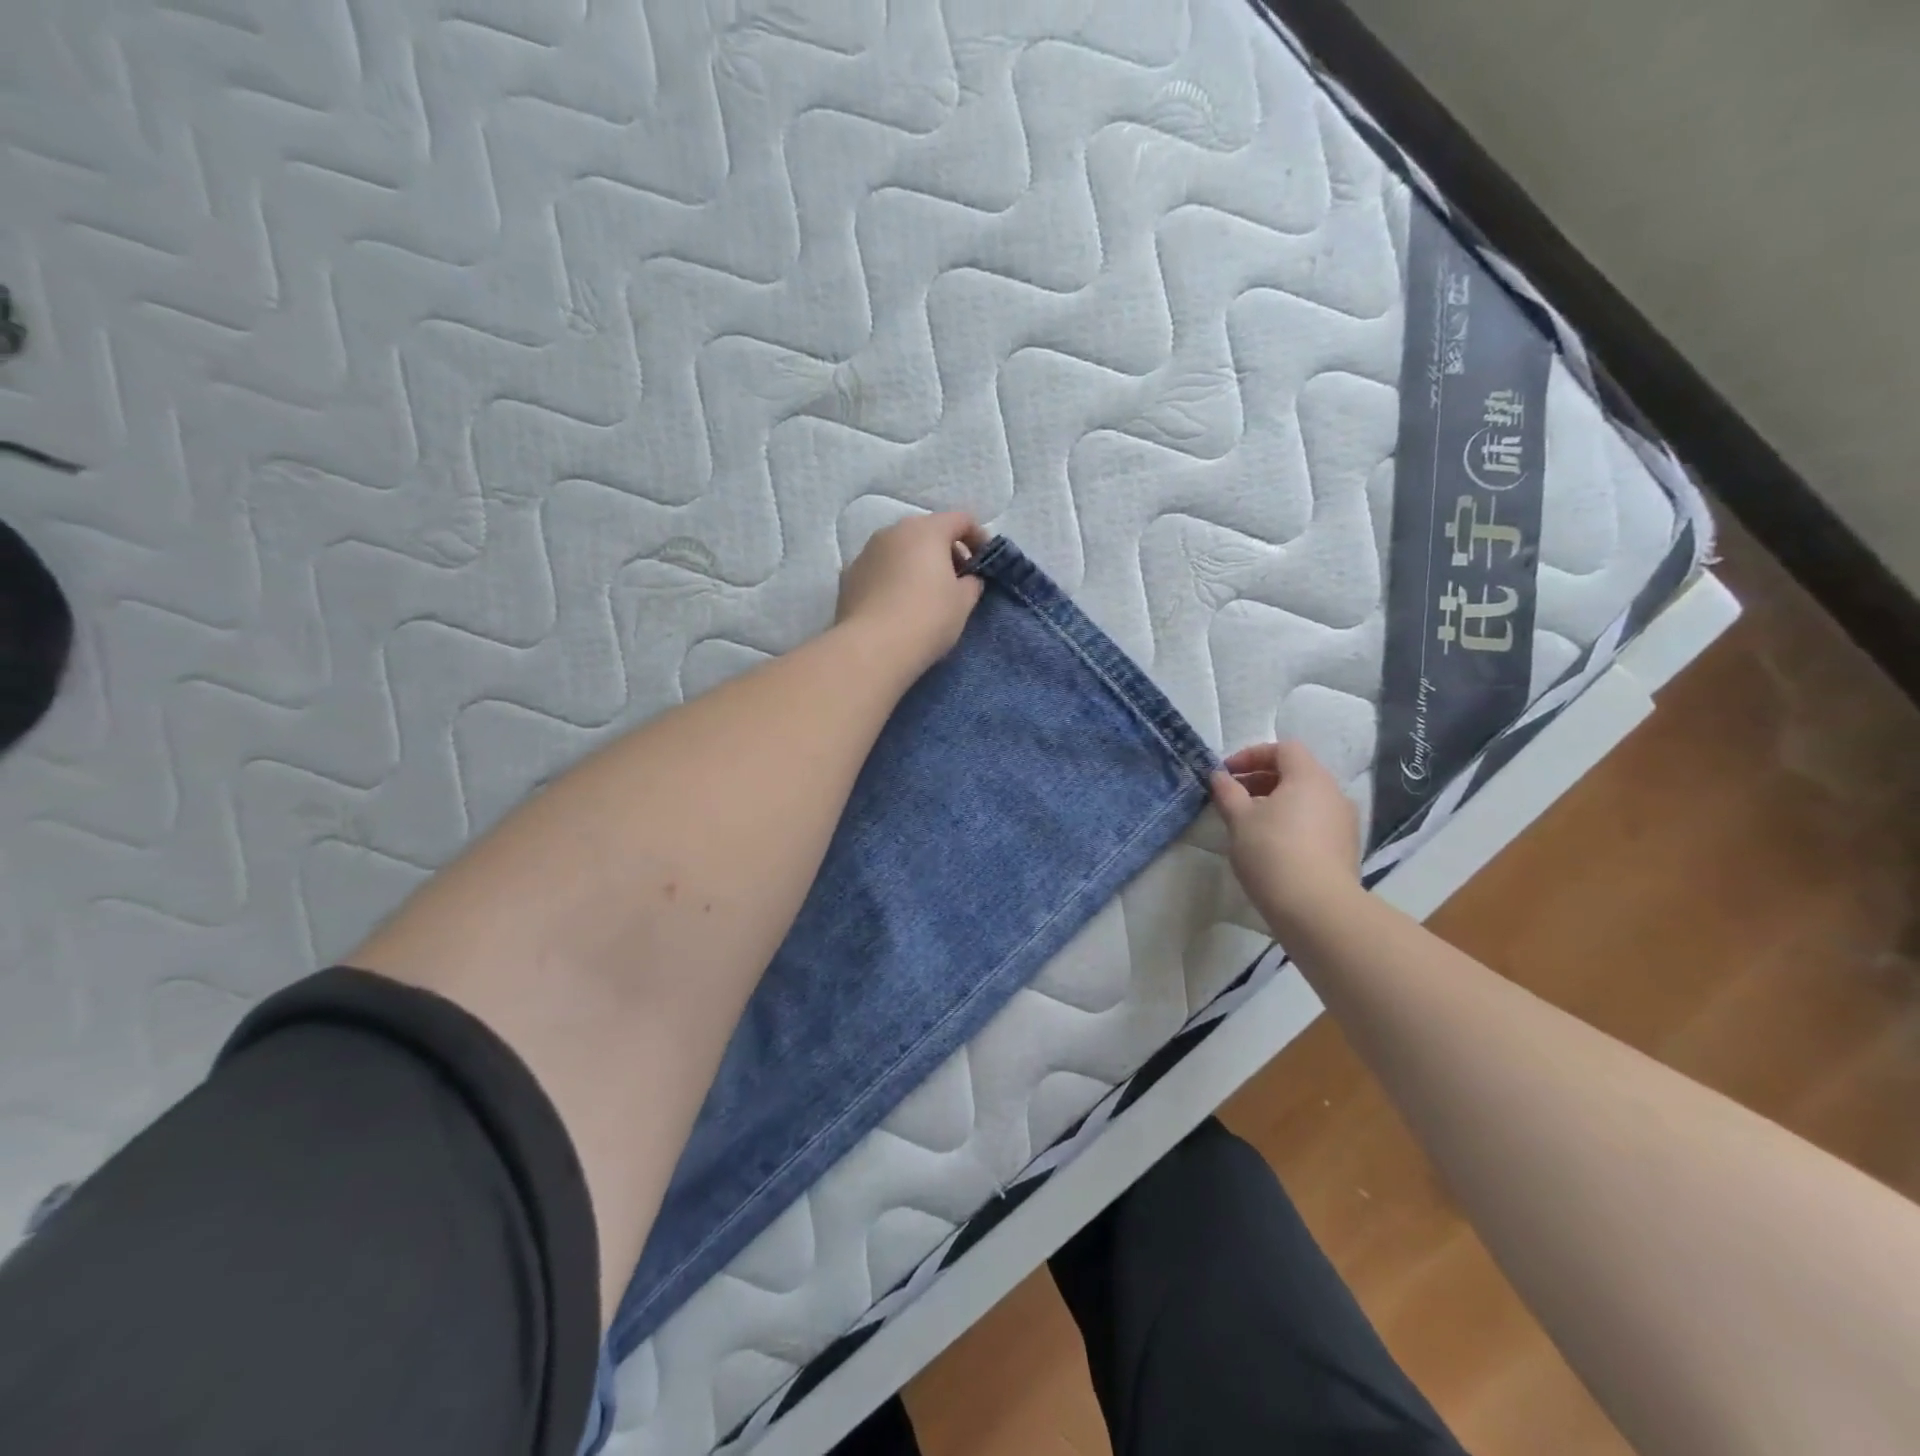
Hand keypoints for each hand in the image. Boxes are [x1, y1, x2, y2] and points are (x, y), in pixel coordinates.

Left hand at [836, 512, 987, 676]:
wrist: (872, 648)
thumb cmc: (927, 619)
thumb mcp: (963, 603)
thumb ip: (972, 582)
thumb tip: (967, 578)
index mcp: (926, 531)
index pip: (961, 520)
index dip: (978, 537)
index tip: (984, 563)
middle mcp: (893, 532)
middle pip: (927, 531)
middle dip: (946, 550)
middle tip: (956, 580)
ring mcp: (866, 552)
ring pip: (899, 548)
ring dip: (916, 563)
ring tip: (924, 594)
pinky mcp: (848, 576)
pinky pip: (879, 568)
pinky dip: (892, 577)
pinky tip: (896, 605)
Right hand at [1210, 741, 1363, 939]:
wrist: (1317, 908)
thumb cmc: (1272, 852)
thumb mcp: (1239, 819)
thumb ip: (1227, 792)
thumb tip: (1219, 776)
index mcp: (1309, 777)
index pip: (1283, 748)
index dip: (1252, 755)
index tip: (1227, 774)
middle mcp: (1333, 793)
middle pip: (1296, 772)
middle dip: (1261, 780)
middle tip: (1233, 798)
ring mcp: (1344, 822)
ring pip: (1306, 799)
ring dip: (1276, 803)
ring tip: (1249, 825)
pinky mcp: (1346, 849)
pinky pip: (1315, 823)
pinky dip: (1292, 823)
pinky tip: (1272, 847)